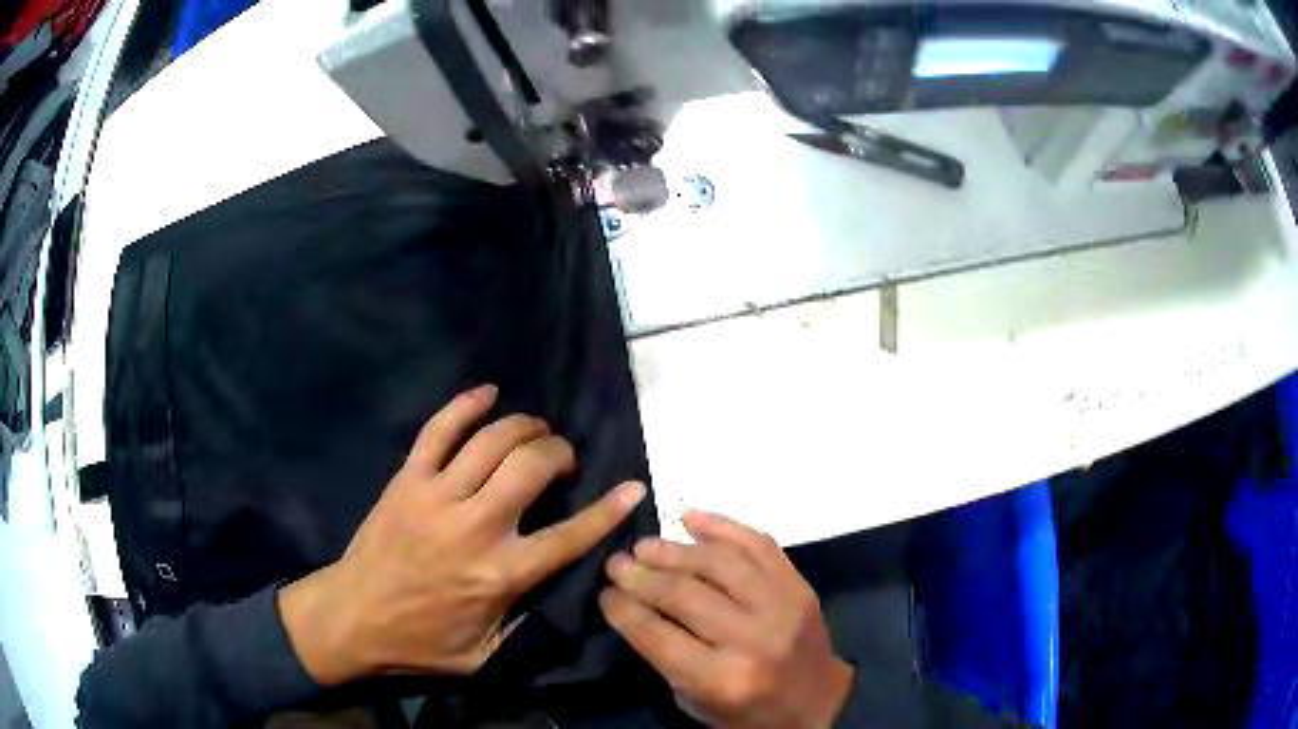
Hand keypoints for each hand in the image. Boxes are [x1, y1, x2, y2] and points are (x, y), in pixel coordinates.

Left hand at [279, 385, 645, 685]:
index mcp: (501, 574)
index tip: (633, 488)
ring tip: (535, 432)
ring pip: (492, 442)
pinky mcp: (407, 481)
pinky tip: (487, 393)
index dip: (608, 510)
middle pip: (531, 468)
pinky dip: (465, 405)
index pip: (570, 536)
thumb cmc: (421, 643)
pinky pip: (438, 430)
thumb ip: (527, 627)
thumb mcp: (486, 656)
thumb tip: (560, 595)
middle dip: (559, 454)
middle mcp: (475, 527)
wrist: (351, 619)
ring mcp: (436, 497)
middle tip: (562, 461)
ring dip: (524, 427)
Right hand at [600, 511, 852, 728]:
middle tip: (617, 563)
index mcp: (722, 679)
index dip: (622, 609)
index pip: (657, 634)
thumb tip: (634, 603)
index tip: (604, 592)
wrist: (819, 704)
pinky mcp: (799, 587)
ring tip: (645, 545)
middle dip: (640, 576)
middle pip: (684, 595)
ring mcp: (782, 607)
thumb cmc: (748, 712)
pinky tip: (690, 519)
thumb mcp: (695, 701)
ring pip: (719, 563)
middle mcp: (752, 639)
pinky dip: (723, 526)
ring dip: (674, 550)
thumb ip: (666, 655)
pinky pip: (759, 544)